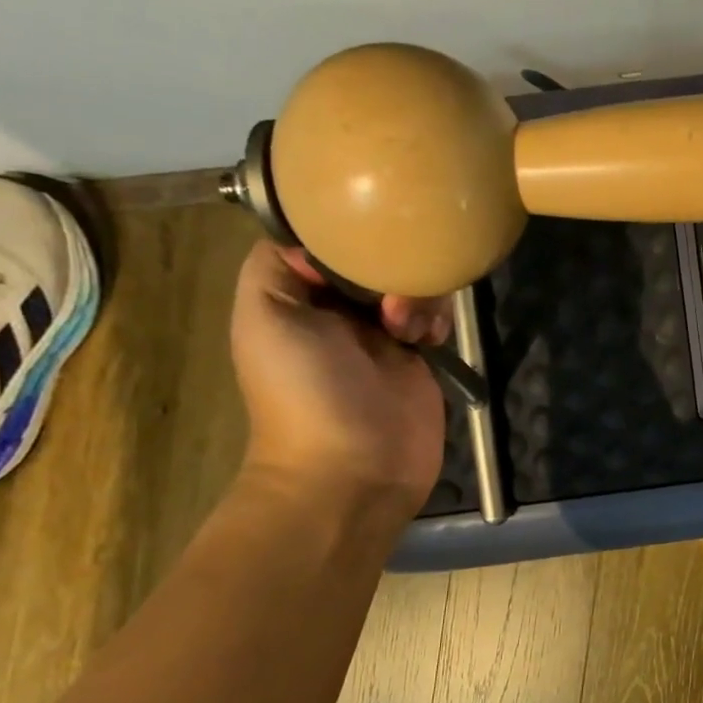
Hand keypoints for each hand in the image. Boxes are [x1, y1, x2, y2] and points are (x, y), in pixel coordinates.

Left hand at [229, 242, 448, 517]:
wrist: (354, 470)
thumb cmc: (305, 392)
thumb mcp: (265, 316)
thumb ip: (277, 264)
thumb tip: (324, 238)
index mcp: (297, 295)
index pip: (325, 239)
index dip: (345, 232)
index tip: (365, 237)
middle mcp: (339, 308)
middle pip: (374, 256)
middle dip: (389, 265)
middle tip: (389, 299)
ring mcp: (383, 332)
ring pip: (410, 281)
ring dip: (416, 294)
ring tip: (407, 327)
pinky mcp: (420, 355)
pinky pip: (436, 314)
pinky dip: (437, 317)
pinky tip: (430, 338)